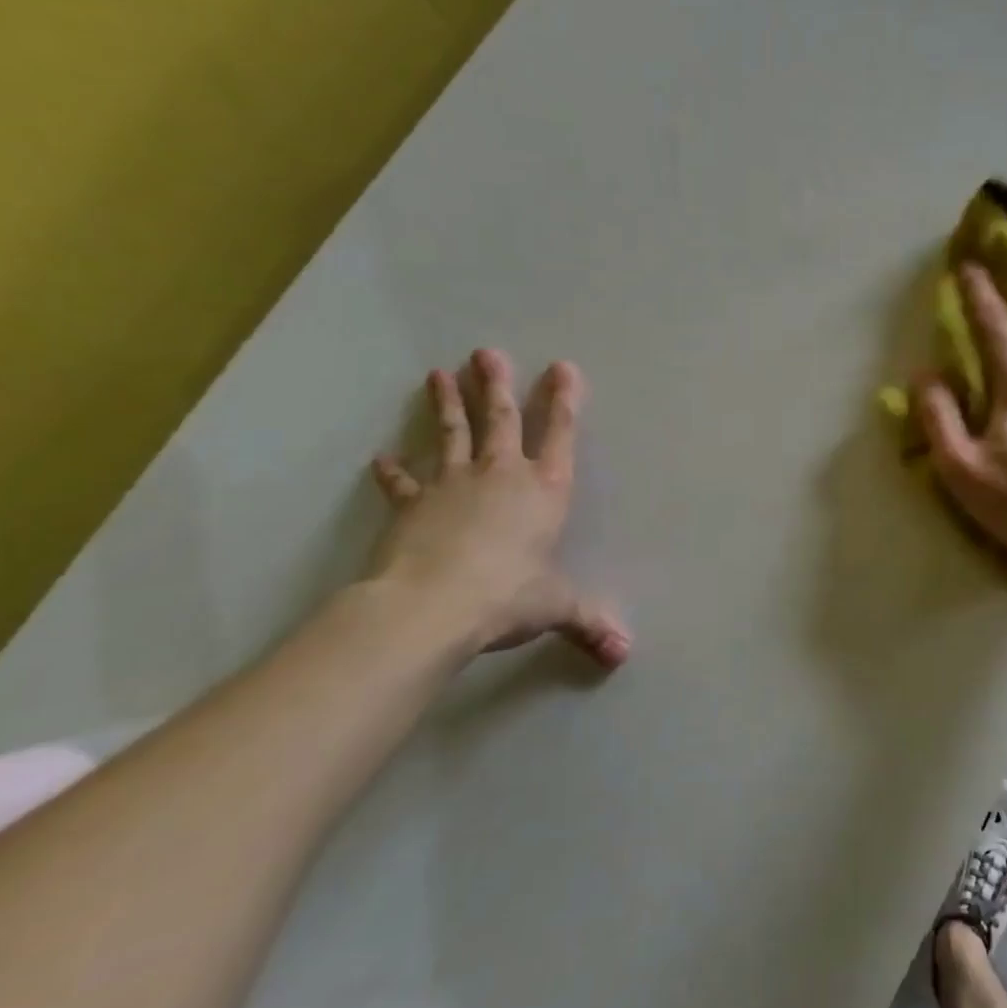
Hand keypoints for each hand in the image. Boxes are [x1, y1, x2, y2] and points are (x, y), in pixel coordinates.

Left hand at [369, 348, 630, 668]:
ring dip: (447, 405)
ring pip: (452, 435)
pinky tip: (383, 457)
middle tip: (486, 353)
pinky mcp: (412, 505)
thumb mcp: (556, 607)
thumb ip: (589, 623)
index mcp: (544, 490)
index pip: (560, 434)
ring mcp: (452, 485)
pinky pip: (403, 483)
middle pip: (501, 419)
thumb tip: (623, 654)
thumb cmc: (508, 596)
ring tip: (439, 374)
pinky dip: (393, 471)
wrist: (431, 606)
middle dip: (497, 385)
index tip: (563, 367)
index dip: (564, 400)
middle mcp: (501, 475)